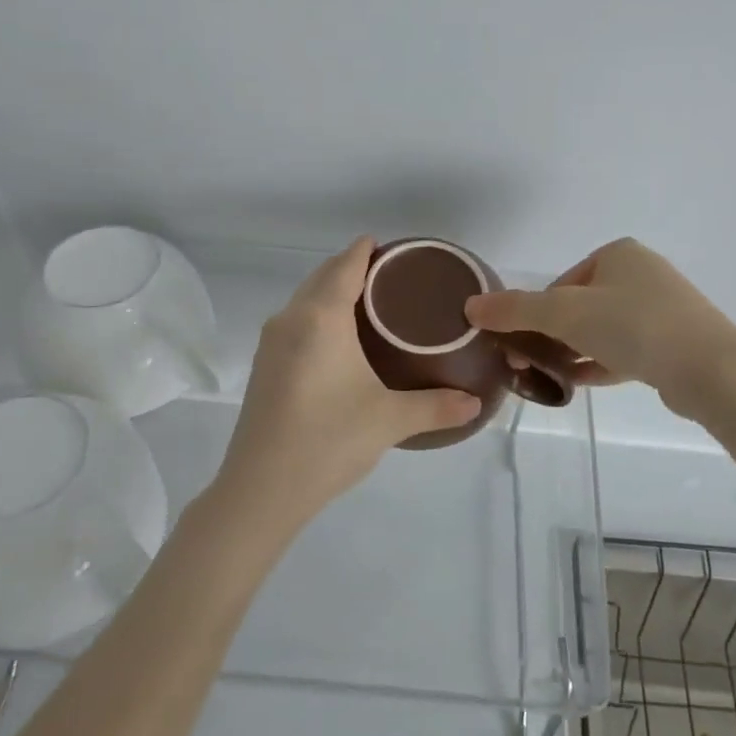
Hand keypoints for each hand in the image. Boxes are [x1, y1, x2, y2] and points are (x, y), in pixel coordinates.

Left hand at [216, 238, 481, 529]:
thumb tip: (474, 403)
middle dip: (351, 267)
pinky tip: (338, 340)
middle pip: (322, 276)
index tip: (391, 246)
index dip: (366, 250)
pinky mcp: (263, 366)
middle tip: (391, 277)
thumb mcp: (389, 421)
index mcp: (321, 318)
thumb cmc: (328, 441)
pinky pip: (294, 321)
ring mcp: (271, 342)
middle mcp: (291, 319)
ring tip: (369, 304)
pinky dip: (316, 314)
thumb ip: (436, 406)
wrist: (261, 489)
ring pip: (305, 299)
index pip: (345, 265)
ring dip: (331, 291)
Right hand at [464, 237, 735, 415]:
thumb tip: (470, 306)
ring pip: (605, 329)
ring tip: (553, 376)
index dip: (538, 314)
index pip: (562, 283)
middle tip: (533, 364)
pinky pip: (628, 349)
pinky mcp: (676, 342)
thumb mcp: (566, 314)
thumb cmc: (634, 326)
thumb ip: (517, 310)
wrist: (710, 369)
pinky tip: (582, 382)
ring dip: (576, 351)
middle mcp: (642, 274)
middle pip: (582, 306)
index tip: (524, 343)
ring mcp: (664, 309)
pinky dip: (602, 362)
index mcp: (618, 254)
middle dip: (555, 335)